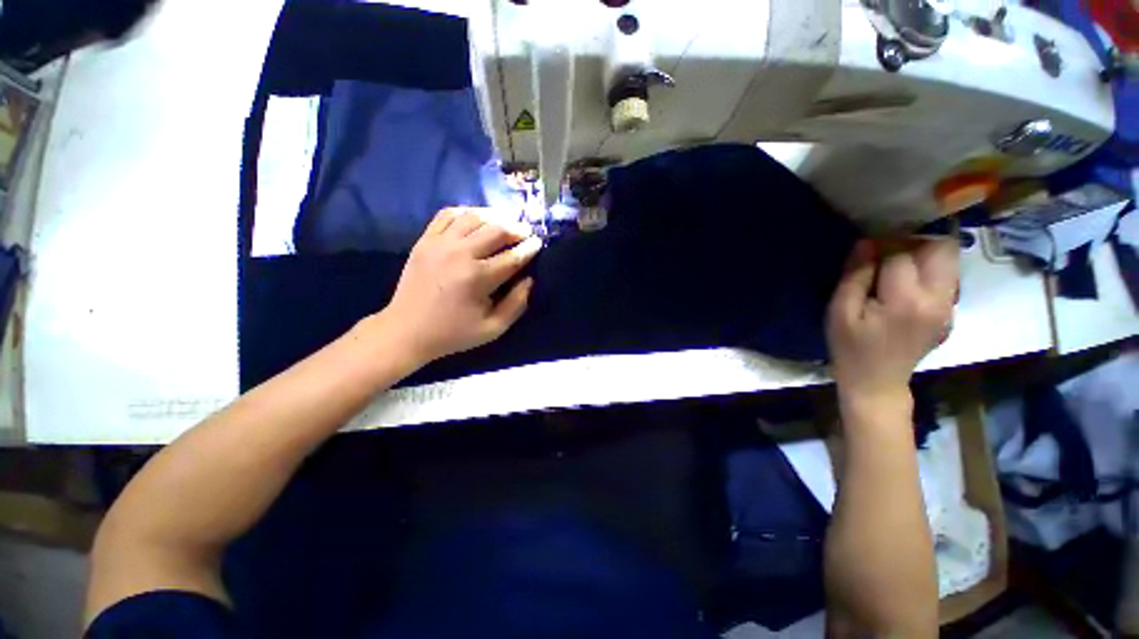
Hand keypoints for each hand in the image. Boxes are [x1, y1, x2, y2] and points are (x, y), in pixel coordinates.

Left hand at [377, 207, 541, 365]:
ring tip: (506, 223)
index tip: (539, 243)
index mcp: (478, 278)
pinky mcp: (425, 240)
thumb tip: (529, 279)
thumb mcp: (493, 328)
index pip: (512, 257)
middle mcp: (460, 254)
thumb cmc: (453, 333)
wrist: (406, 330)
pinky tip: (477, 219)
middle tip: (526, 233)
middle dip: (517, 229)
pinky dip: (466, 212)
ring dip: (495, 217)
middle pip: (496, 230)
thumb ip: (516, 304)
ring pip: (474, 217)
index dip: (529, 248)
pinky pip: (448, 214)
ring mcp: (439, 243)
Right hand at [827, 237, 958, 401]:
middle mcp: (938, 299)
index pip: (902, 254)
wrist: (877, 382)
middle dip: (914, 241)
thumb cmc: (850, 348)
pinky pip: (946, 277)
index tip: (865, 250)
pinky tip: (905, 285)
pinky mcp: (950, 313)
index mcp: (906, 301)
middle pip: (942, 248)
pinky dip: (928, 270)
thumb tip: (866, 243)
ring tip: (896, 267)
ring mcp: (949, 307)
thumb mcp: (840, 312)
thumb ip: (854, 276)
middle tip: (887, 252)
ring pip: (950, 260)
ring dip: (924, 254)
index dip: (881, 246)